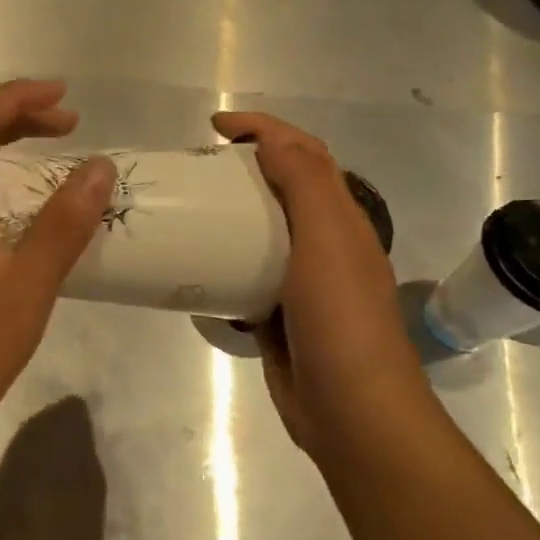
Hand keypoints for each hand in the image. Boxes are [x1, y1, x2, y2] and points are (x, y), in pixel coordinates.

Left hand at [0, 79, 113, 445]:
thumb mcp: (27, 284)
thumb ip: (63, 224)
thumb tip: (98, 166)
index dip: (18, 97)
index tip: (64, 98)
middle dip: (21, 123)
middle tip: (71, 130)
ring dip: (13, 161)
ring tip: (60, 176)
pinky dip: (3, 196)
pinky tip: (31, 230)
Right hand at [212, 111, 412, 453]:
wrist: (352, 412)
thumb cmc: (340, 318)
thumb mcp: (327, 238)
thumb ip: (304, 181)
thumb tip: (272, 138)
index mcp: (341, 218)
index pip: (304, 153)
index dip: (264, 128)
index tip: (215, 126)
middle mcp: (325, 244)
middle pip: (282, 189)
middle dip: (242, 166)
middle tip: (195, 168)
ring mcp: (301, 283)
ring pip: (261, 233)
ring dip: (229, 214)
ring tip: (187, 210)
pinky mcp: (278, 317)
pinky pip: (244, 276)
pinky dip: (222, 263)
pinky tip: (194, 266)